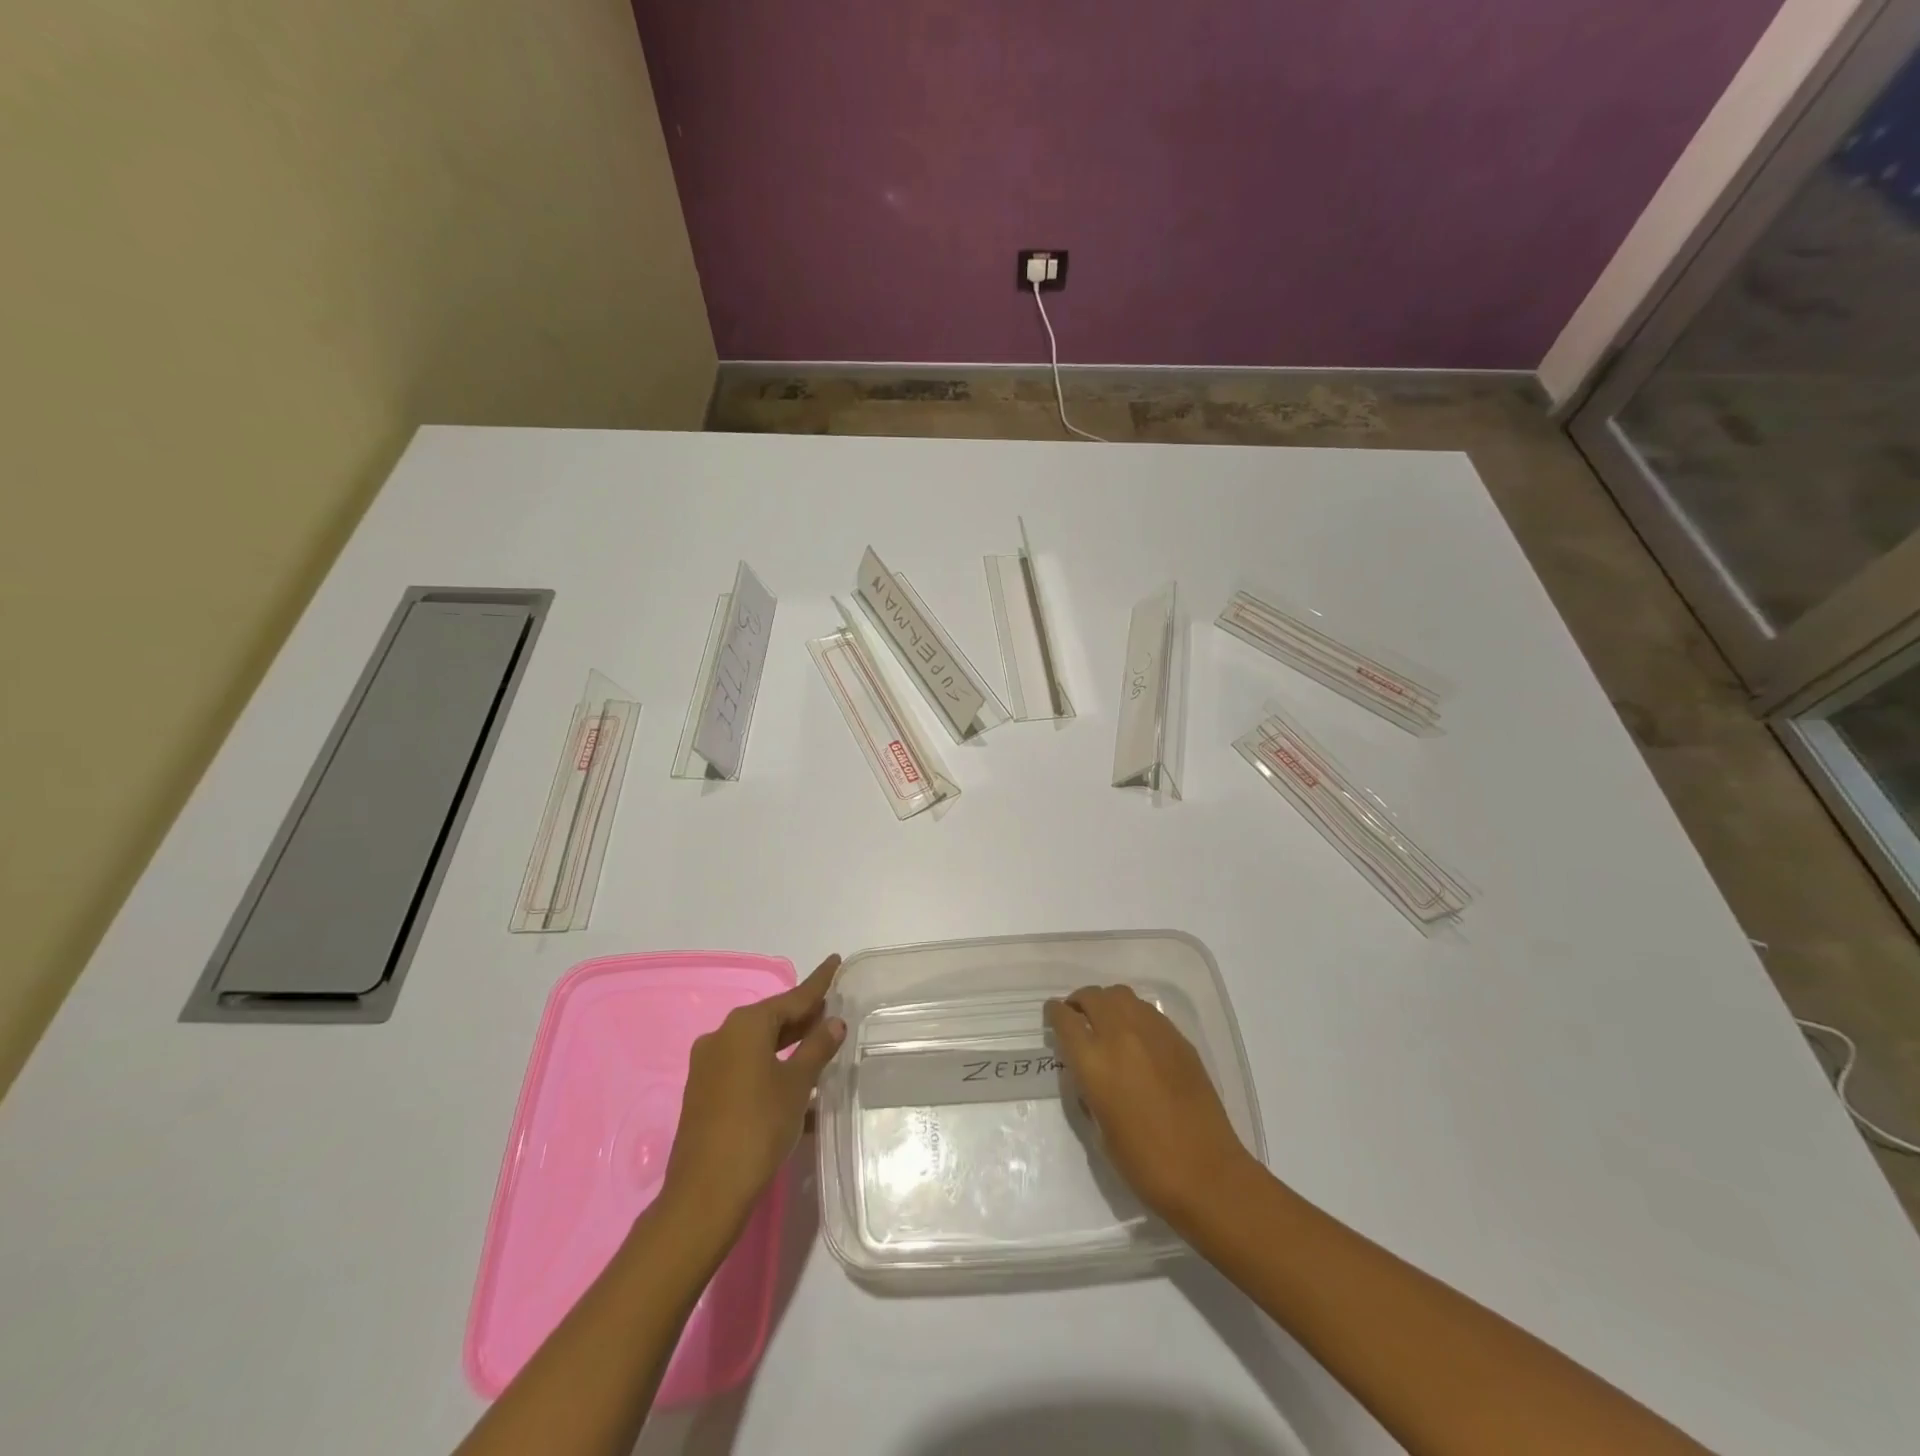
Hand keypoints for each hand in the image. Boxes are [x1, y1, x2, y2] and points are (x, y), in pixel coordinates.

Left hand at [661, 954, 844, 1233]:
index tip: (835, 960)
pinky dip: (770, 1066)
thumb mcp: (797, 1085)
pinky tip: (795, 1082)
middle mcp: (722, 1036)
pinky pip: (745, 1066)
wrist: (705, 1192)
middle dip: (802, 1015)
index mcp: (745, 1025)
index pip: (793, 996)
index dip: (818, 982)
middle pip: (772, 1018)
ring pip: (757, 1044)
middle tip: (832, 1008)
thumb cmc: (758, 1126)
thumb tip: (834, 1022)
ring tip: (819, 1041)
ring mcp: (708, 1065)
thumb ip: (817, 1048)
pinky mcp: (704, 1092)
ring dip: (788, 1043)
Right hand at [1045, 983, 1256, 1230]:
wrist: (1205, 1172)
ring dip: (1107, 1002)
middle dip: (1079, 1002)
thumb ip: (1086, 1090)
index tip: (1053, 1015)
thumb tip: (1086, 1071)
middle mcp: (1121, 1036)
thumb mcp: (1099, 1129)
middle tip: (1077, 1016)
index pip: (1065, 1019)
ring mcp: (1153, 1032)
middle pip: (1093, 996)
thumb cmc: (1143, 1162)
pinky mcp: (1178, 1038)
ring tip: (1106, 1021)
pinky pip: (1147, 1011)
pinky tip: (1136, 1037)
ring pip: (1121, 995)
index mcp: (1094, 1062)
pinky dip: (1133, 1014)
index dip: (1054, 1013)